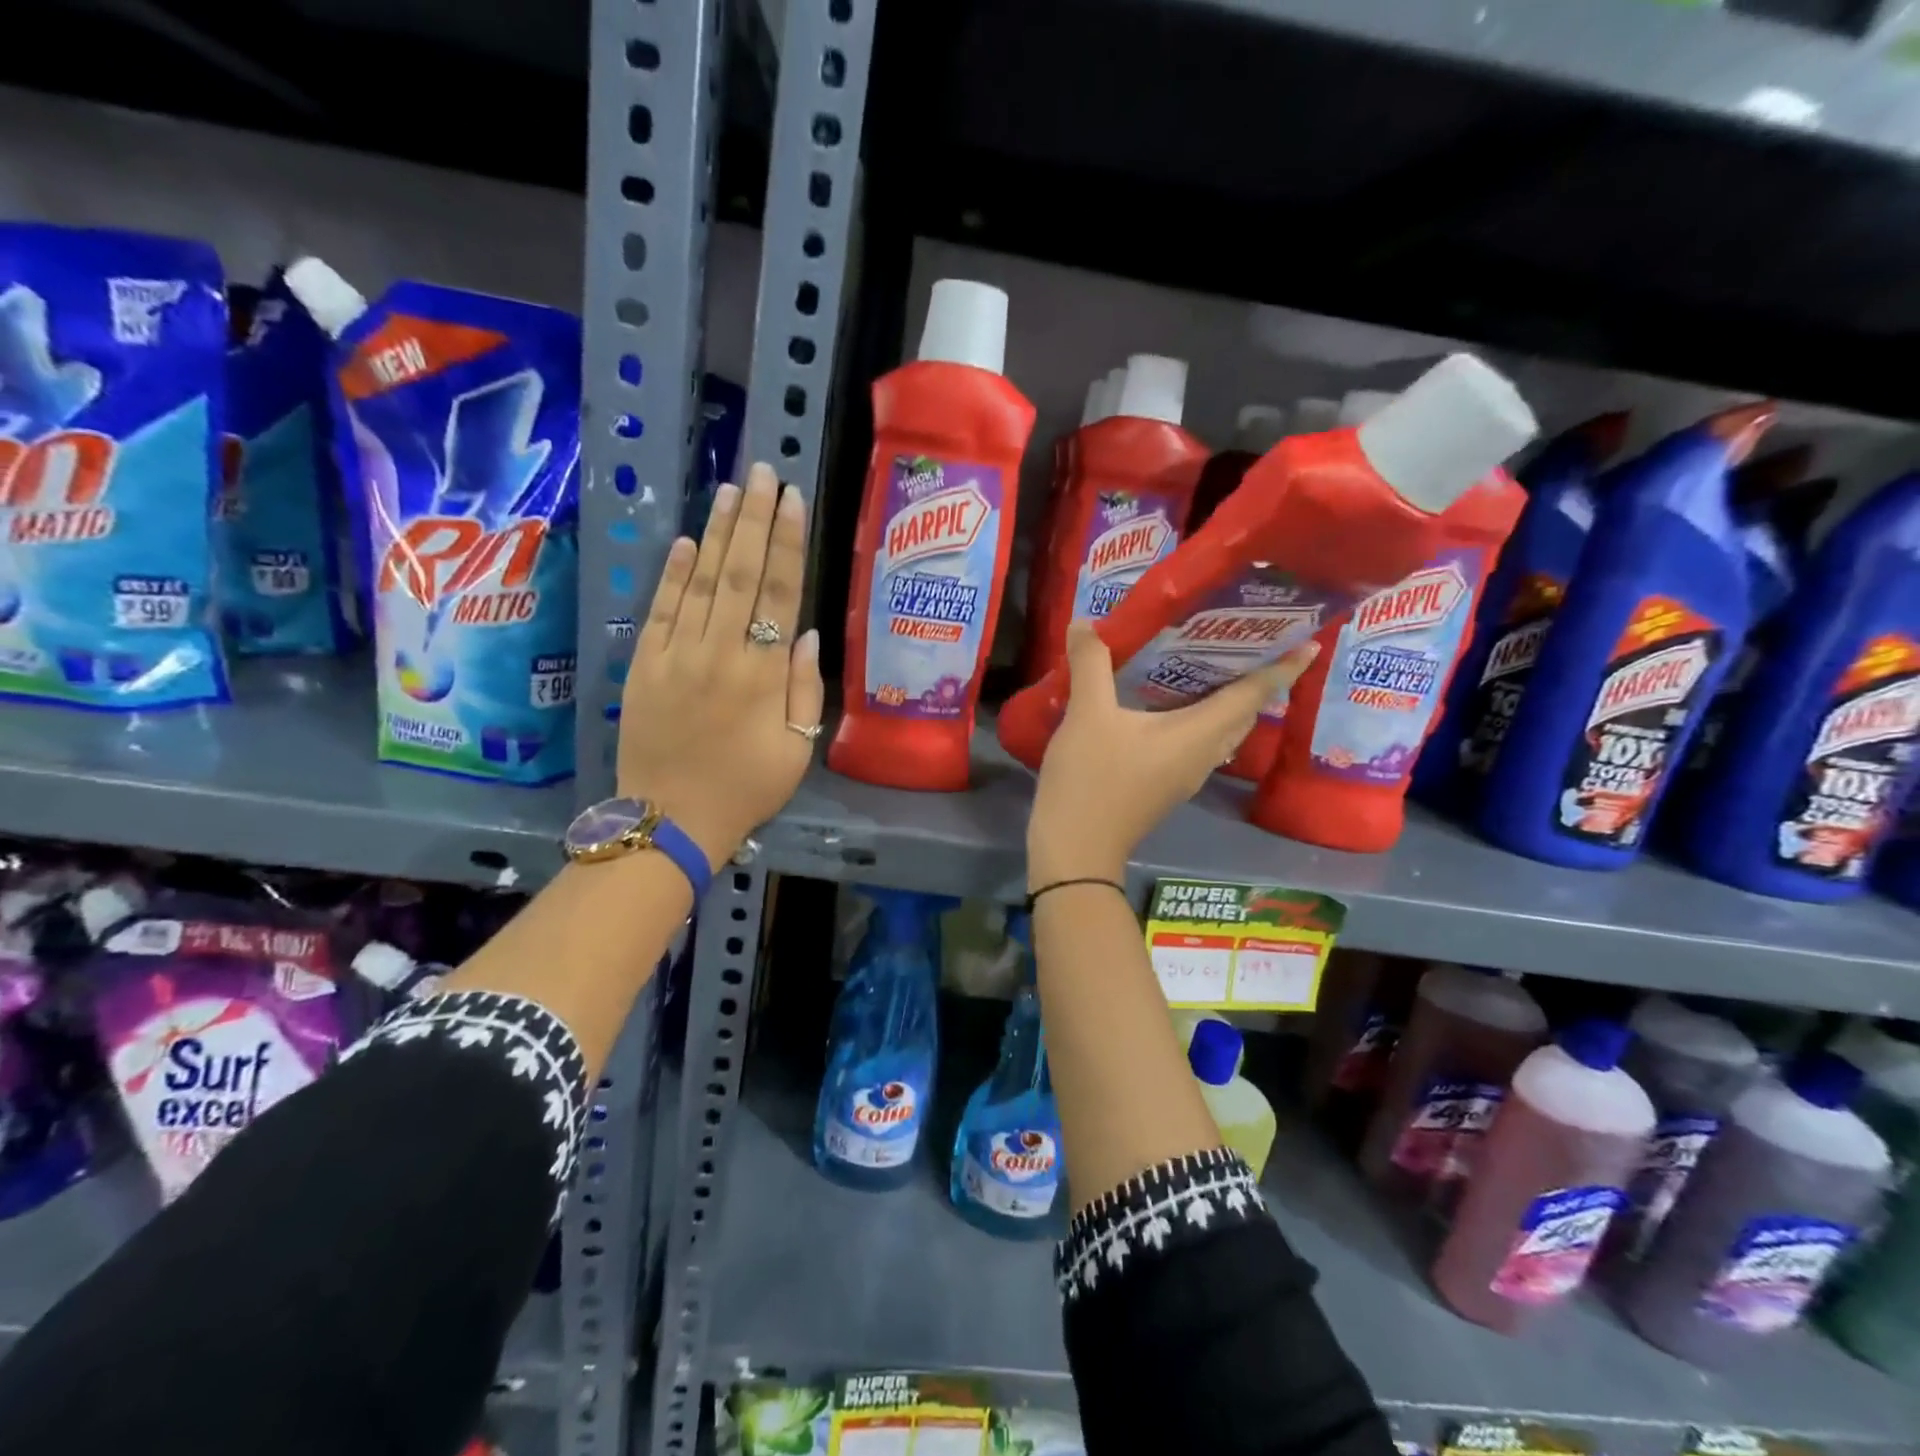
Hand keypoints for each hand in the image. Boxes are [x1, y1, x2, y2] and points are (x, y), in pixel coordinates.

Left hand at [617, 463, 824, 866]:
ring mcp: (677, 654)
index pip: (781, 593)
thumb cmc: (746, 789)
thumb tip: (808, 633)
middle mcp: (720, 652)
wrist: (671, 820)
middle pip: (741, 572)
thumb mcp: (797, 749)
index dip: (788, 542)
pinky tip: (686, 541)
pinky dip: (673, 573)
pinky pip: (662, 609)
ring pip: (701, 581)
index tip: (793, 499)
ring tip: (731, 490)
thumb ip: (806, 689)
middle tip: (763, 472)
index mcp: (763, 674)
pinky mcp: (644, 664)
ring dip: (717, 533)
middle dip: (754, 518)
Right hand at [1026, 623, 1318, 886]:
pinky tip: (1170, 705)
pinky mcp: (1167, 786)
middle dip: (1258, 680)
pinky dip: (1200, 719)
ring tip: (1213, 666)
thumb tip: (1085, 622)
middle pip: (1244, 714)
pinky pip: (1199, 744)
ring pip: (1223, 732)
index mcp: (1198, 733)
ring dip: (1229, 702)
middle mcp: (1203, 754)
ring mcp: (1186, 775)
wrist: (1076, 848)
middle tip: (1251, 641)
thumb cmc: (1091, 779)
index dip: (1283, 668)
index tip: (1310, 642)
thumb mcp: (1088, 715)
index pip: (1253, 694)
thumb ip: (1090, 664)